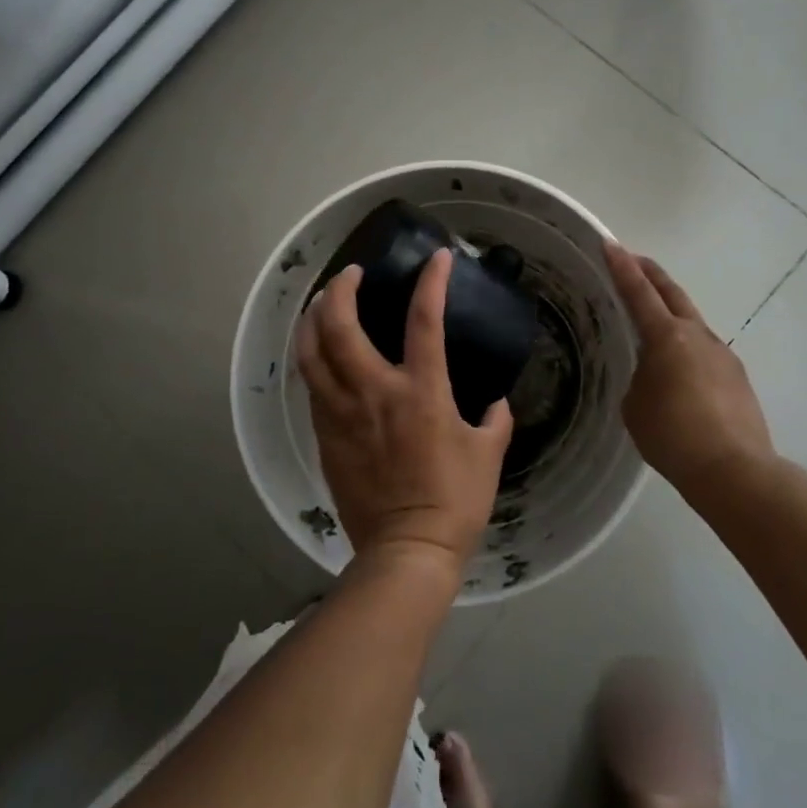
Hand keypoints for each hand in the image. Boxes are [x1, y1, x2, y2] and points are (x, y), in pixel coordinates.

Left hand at [296, 249, 513, 575]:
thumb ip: (495, 419)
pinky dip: (314, 360)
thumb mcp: (489, 454)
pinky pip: (312, 387)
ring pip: (311, 353)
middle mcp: (374, 393)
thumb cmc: (455, 500)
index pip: (424, 321)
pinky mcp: (325, 436)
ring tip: (322, 304)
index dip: (431, 282)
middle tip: (350, 274)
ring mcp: (342, 414)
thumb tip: (495, 402)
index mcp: (422, 392)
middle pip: (339, 325)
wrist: (407, 549)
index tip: (438, 258)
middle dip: (340, 289)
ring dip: (312, 319)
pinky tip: (322, 355)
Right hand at [604, 242, 774, 496]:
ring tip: (652, 327)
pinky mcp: (737, 378)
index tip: (610, 243)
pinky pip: (704, 353)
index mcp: (667, 337)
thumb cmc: (673, 436)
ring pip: (692, 323)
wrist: (733, 470)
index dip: (622, 267)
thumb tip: (655, 376)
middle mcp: (698, 336)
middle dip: (651, 274)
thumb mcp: (635, 406)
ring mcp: (722, 355)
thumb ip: (640, 379)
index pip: (639, 293)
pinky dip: (687, 350)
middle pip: (672, 293)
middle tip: (633, 262)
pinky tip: (679, 375)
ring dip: (671, 315)